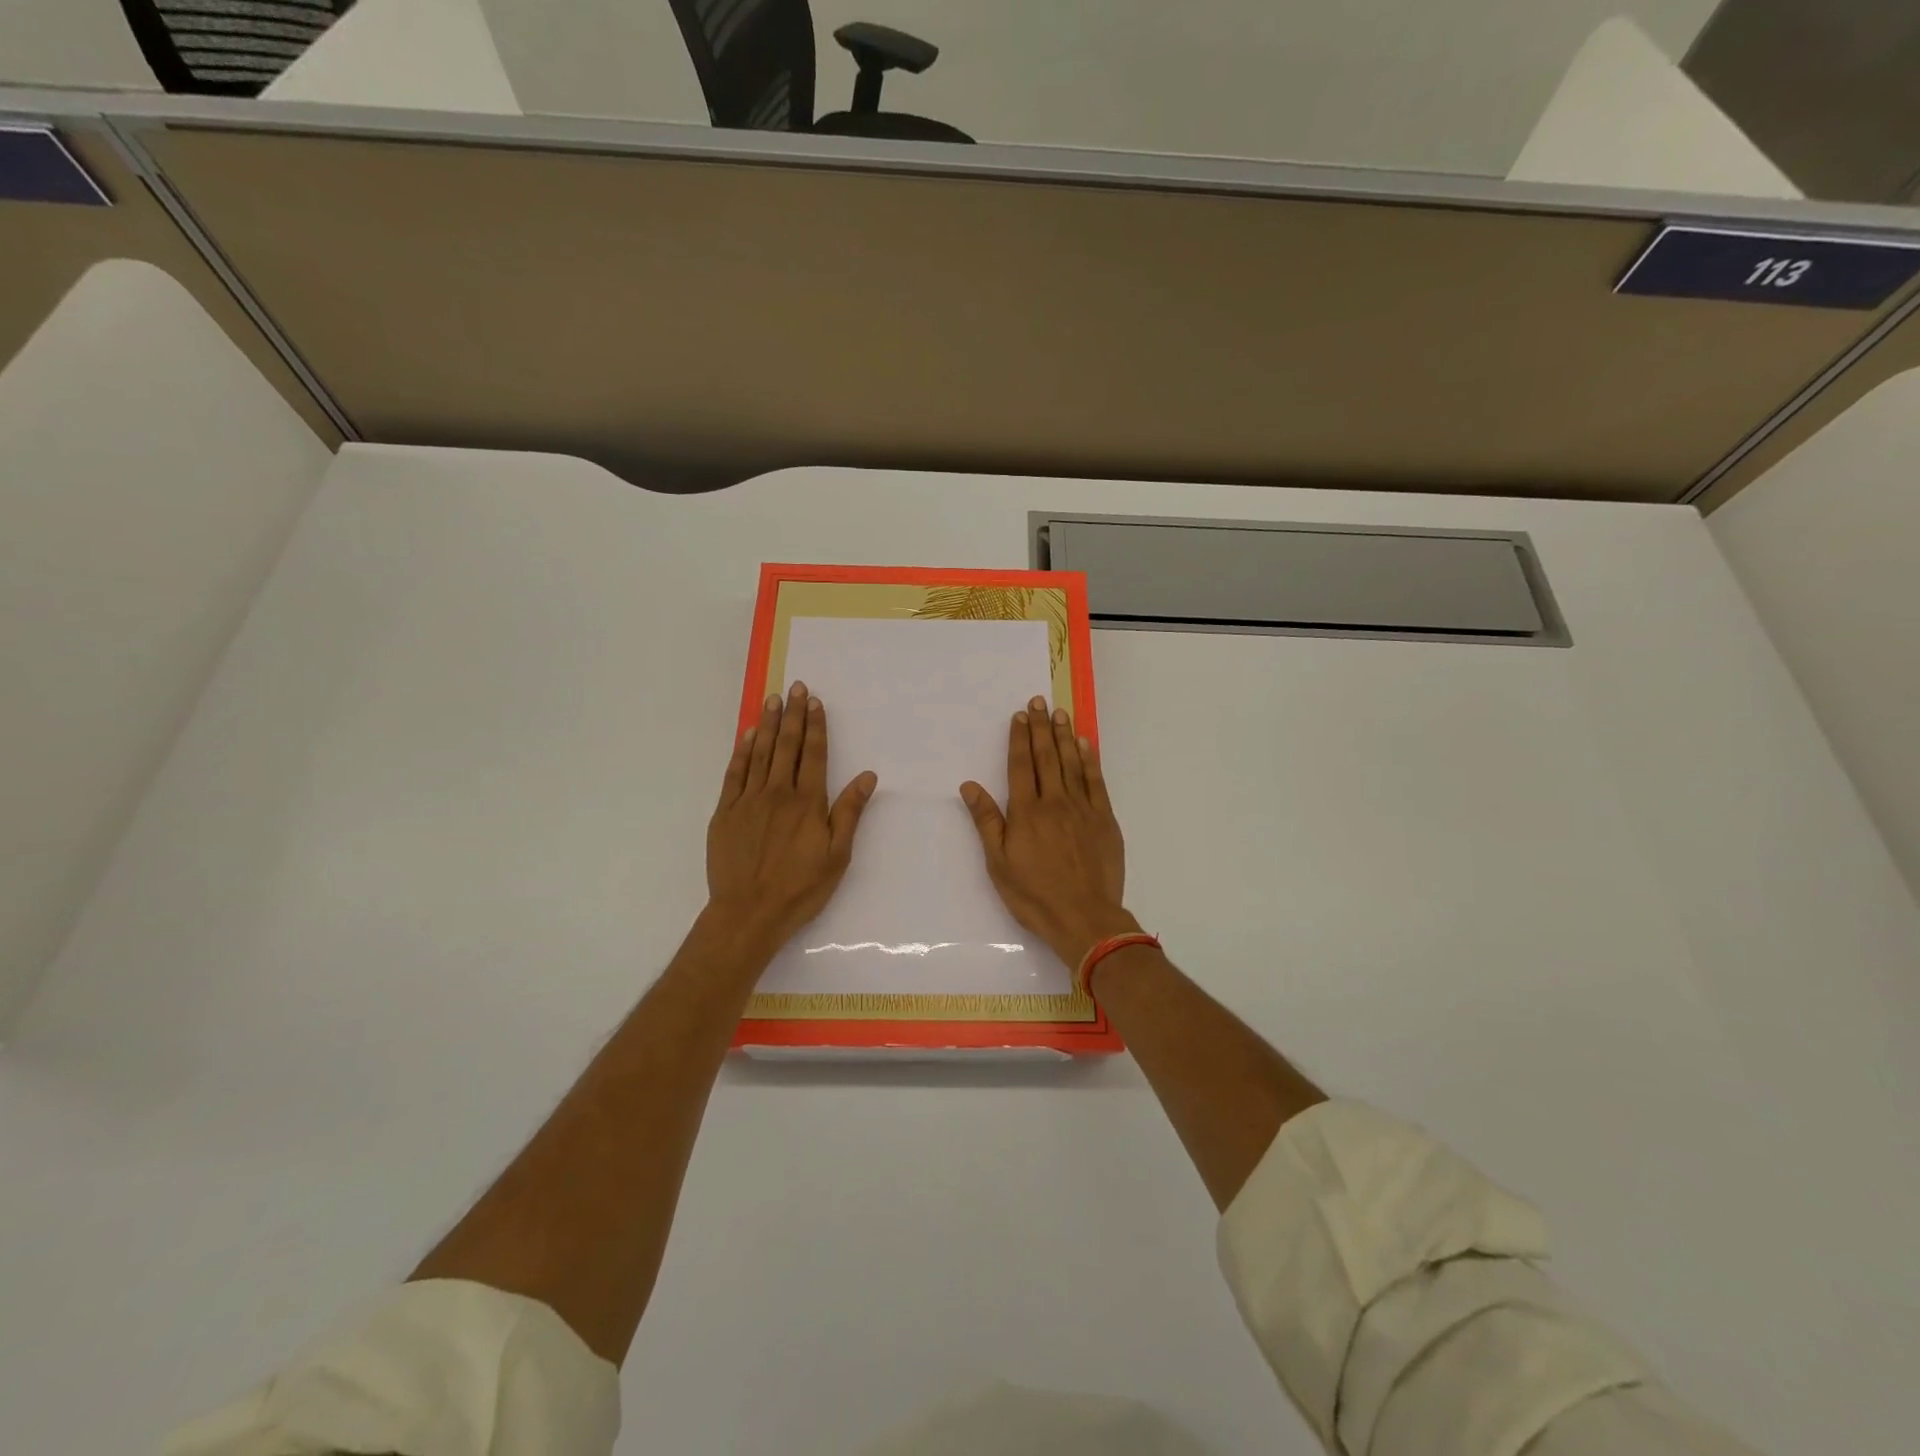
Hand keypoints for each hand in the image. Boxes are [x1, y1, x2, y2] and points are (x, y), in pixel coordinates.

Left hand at [706, 681, 877, 957]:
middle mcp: (778, 793)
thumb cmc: (800, 888)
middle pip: (786, 746)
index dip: (815, 726)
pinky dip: (742, 751)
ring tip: (773, 700)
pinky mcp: (725, 813)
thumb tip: (867, 775)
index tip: (815, 702)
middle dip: (792, 715)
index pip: (813, 754)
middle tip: (795, 688)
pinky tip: (747, 735)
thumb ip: (849, 812)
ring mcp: (748, 801)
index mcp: (807, 802)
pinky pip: (734, 773)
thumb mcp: (837, 855)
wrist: (748, 913)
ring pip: (759, 753)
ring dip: (767, 725)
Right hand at [959, 696, 1137, 970]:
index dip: (1019, 739)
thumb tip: (970, 785)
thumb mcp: (999, 863)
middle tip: (1039, 701)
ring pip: (1071, 764)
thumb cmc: (1034, 895)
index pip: (1021, 766)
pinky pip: (1096, 782)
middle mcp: (1054, 802)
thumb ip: (987, 821)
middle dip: (1041, 727)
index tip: (1019, 716)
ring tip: (1059, 713)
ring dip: (1064, 736)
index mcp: (1026, 812)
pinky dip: (1090, 761)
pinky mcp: (1104, 819)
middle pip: (1046, 757)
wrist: (1084, 917)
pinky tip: (1085, 744)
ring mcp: (1083, 809)